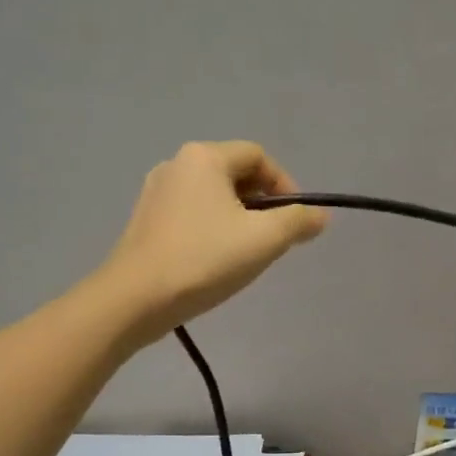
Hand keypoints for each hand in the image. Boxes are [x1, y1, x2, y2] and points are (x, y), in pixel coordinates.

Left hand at [98, 141, 326, 336]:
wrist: (136, 298)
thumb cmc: (205, 259)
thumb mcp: (264, 239)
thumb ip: (298, 222)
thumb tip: (320, 216)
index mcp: (205, 157)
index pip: (258, 156)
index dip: (285, 185)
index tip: (295, 220)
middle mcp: (177, 164)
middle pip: (234, 173)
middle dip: (262, 203)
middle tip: (273, 239)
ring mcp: (156, 192)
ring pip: (212, 196)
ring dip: (238, 217)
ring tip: (246, 252)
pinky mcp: (145, 220)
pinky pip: (191, 213)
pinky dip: (212, 228)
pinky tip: (215, 260)